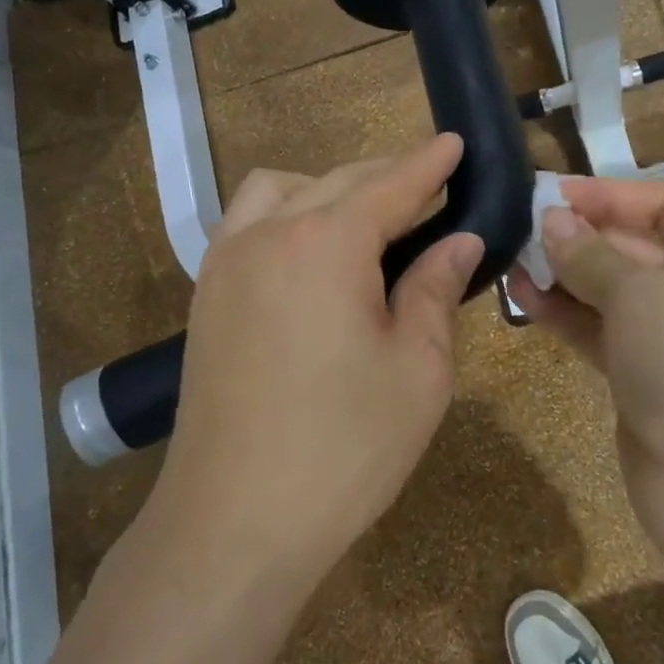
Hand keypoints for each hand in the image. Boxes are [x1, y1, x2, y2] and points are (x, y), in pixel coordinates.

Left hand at [152, 135, 482, 584]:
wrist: (234, 522)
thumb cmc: (344, 448)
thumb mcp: (417, 369)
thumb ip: (434, 290)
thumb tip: (458, 240)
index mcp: (327, 242)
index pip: (391, 184)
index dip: (429, 163)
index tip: (455, 141)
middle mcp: (268, 232)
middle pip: (338, 180)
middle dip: (388, 177)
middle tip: (431, 195)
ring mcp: (226, 261)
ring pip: (281, 190)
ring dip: (328, 190)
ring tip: (365, 225)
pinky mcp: (205, 294)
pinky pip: (247, 223)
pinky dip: (284, 215)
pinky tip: (309, 254)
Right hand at [506, 178, 663, 579]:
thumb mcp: (641, 296)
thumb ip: (590, 253)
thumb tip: (551, 219)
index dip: (609, 194)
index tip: (552, 192)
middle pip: (636, 243)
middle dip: (580, 235)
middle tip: (521, 225)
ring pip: (613, 288)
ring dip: (565, 273)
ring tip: (512, 257)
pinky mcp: (647, 372)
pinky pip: (602, 327)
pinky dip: (566, 312)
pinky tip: (522, 296)